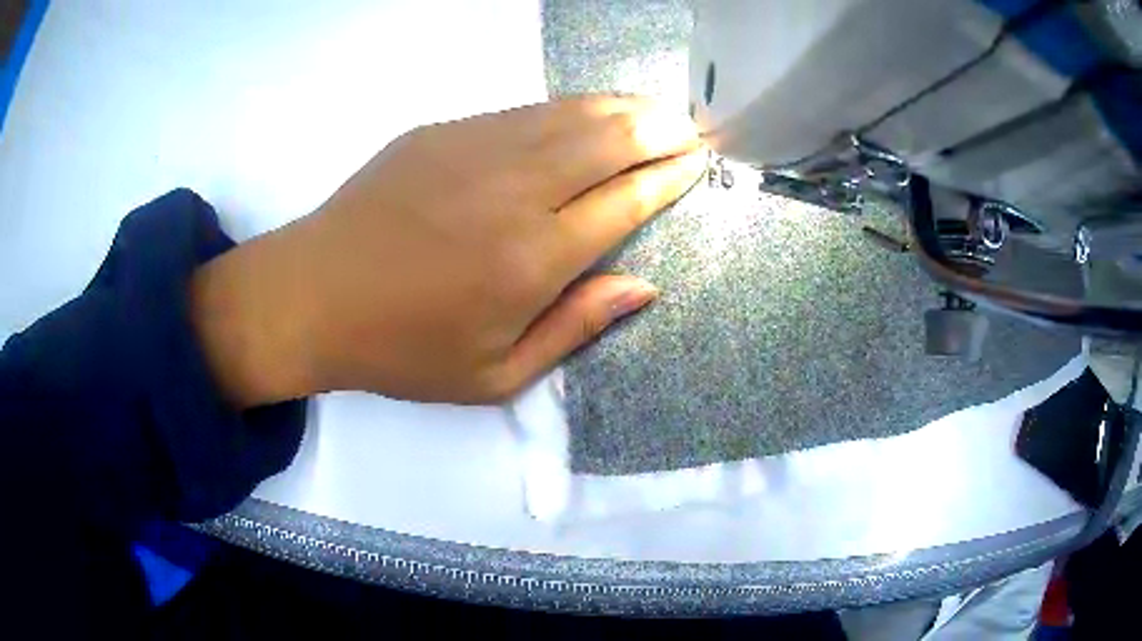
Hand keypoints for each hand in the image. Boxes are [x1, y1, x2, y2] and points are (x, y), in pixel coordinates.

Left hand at [191, 96, 704, 406]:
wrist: (312, 295)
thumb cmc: (402, 349)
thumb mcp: (495, 375)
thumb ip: (575, 327)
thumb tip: (643, 286)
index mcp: (533, 259)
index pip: (626, 201)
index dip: (669, 177)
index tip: (698, 161)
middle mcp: (514, 192)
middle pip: (609, 142)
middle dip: (660, 130)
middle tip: (690, 126)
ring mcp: (475, 150)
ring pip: (570, 114)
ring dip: (622, 109)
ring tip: (655, 109)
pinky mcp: (443, 131)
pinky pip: (524, 110)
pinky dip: (568, 108)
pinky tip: (585, 112)